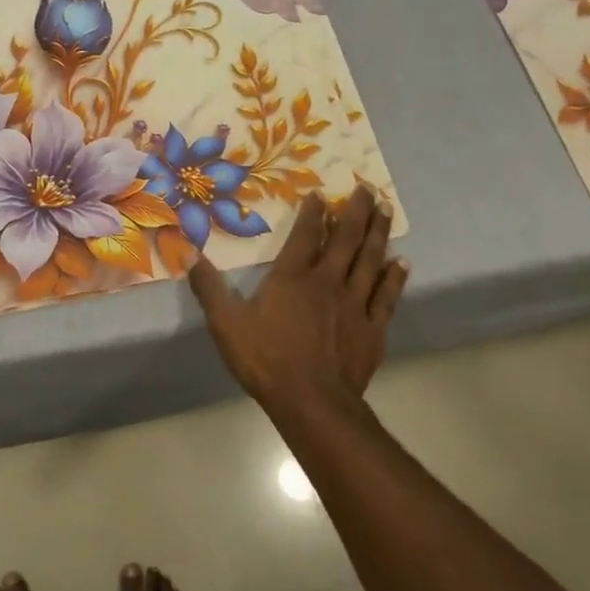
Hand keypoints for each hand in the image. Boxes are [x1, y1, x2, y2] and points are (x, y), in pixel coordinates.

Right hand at [189, 185, 407, 416]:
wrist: (312, 403)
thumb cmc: (266, 359)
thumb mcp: (226, 323)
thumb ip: (209, 287)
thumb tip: (187, 253)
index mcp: (292, 277)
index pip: (306, 234)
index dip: (314, 212)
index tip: (321, 193)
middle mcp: (327, 281)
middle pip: (347, 239)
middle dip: (357, 211)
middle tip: (367, 188)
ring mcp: (355, 303)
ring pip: (371, 259)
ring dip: (379, 233)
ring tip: (387, 209)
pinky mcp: (373, 328)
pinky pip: (387, 295)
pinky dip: (395, 277)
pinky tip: (402, 262)